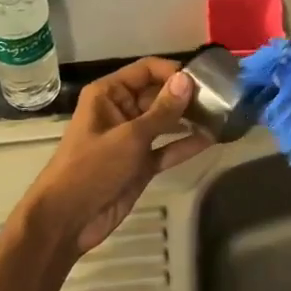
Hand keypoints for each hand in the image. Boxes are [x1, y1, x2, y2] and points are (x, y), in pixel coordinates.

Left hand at [20, 57, 212, 255]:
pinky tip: (212, 139)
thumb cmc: (92, 168)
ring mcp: (132, 139)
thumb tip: (187, 80)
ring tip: (222, 116)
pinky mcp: (141, 164)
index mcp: (109, 94)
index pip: (146, 70)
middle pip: (159, 94)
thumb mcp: (130, 137)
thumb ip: (162, 110)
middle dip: (187, 96)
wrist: (67, 219)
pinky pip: (167, 148)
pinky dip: (186, 145)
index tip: (204, 79)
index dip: (174, 72)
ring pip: (166, 122)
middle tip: (221, 99)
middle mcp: (121, 111)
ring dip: (190, 119)